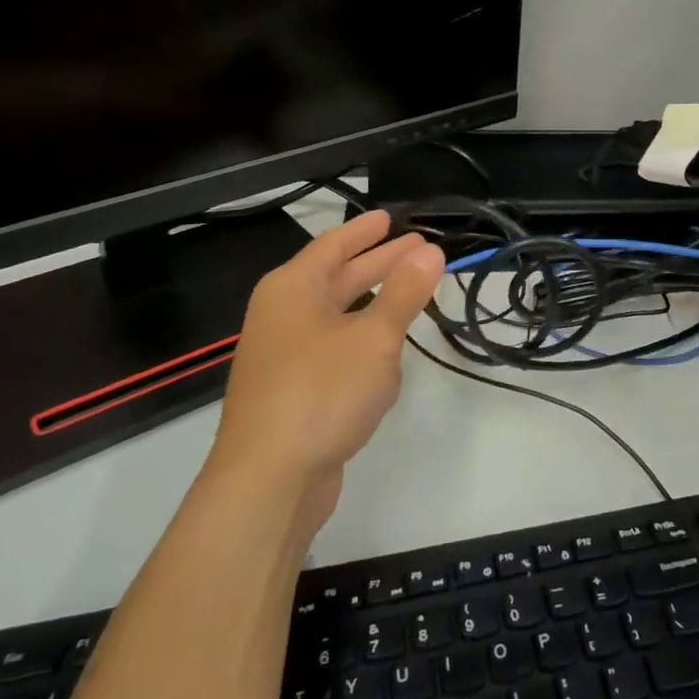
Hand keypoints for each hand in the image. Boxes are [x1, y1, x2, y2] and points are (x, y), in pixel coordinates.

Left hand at [211, 210, 444, 532]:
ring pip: (338, 317)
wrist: (268, 482)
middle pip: (337, 278)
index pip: (333, 245)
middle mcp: (283, 316)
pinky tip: (388, 354)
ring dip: (374, 304)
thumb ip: (405, 293)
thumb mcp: (374, 338)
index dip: (366, 231)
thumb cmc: (321, 392)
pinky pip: (335, 351)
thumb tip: (431, 251)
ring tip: (412, 293)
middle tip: (420, 249)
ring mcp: (285, 356)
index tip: (392, 217)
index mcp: (292, 290)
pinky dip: (363, 342)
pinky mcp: (294, 392)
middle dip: (379, 264)